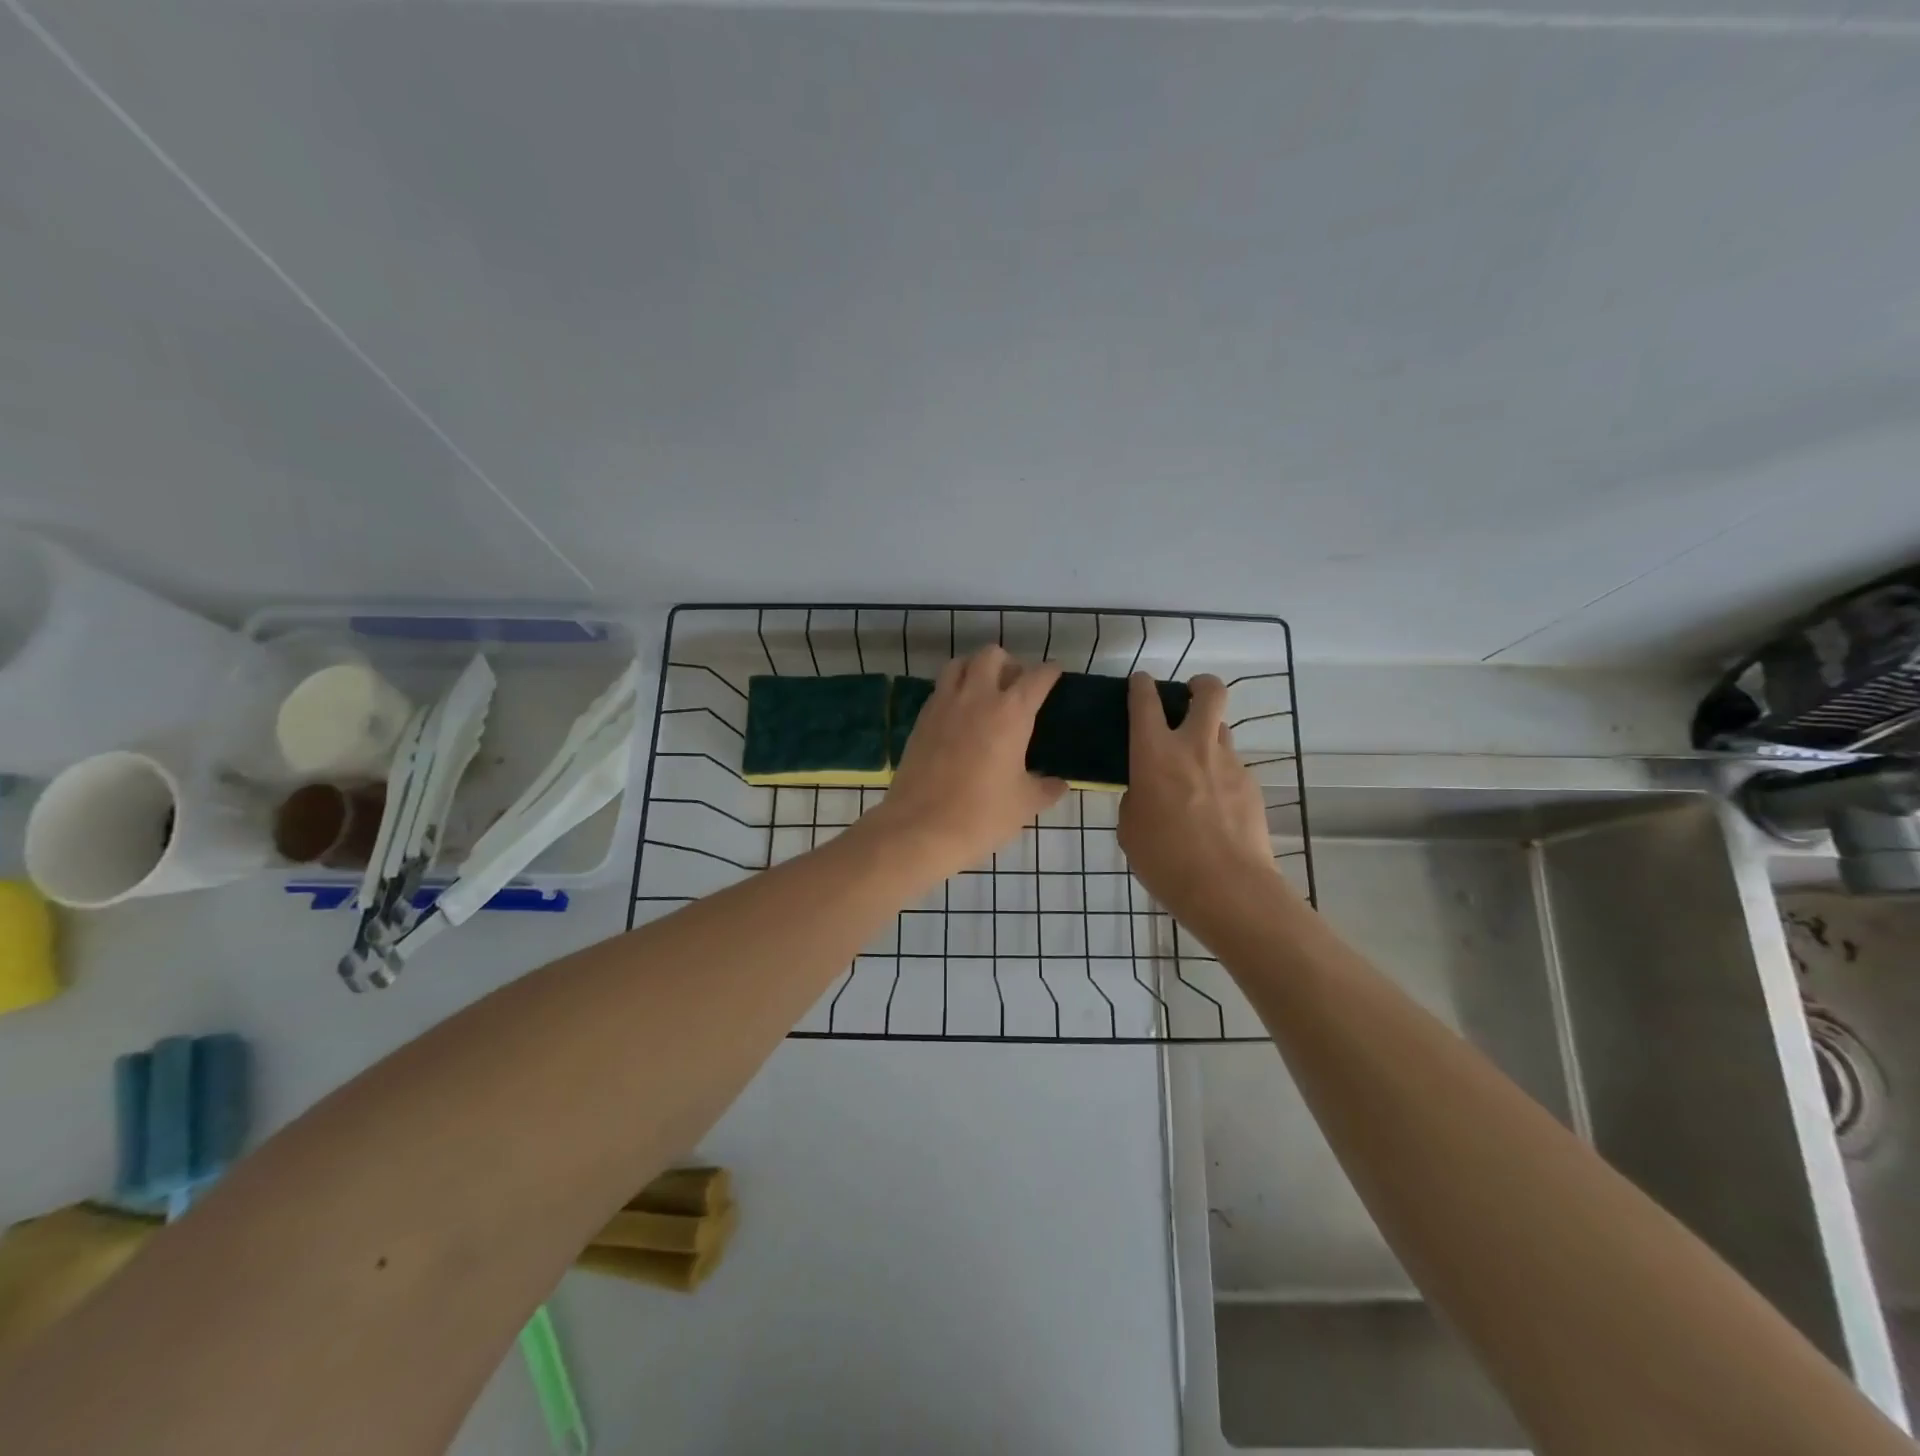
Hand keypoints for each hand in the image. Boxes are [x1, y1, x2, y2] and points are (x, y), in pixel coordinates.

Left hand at [866, 647, 1065, 879]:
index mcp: (1011, 712)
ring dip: (975, 669)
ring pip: (959, 664)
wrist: (920, 829)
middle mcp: (976, 697)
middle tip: (1016, 687)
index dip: (1050, 672)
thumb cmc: (981, 815)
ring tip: (984, 693)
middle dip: (1008, 663)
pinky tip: (960, 716)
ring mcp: (943, 705)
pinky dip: (953, 691)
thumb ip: (1045, 788)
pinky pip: (939, 689)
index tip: (1055, 675)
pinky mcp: (920, 720)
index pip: (1036, 676)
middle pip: (992, 655)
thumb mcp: (1024, 805)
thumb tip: (1059, 784)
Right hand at [1118, 673, 1275, 917]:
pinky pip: (1232, 767)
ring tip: (1197, 766)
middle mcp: (1194, 746)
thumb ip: (1137, 796)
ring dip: (1208, 736)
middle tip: (1188, 699)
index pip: (1145, 701)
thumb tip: (1148, 789)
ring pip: (1221, 730)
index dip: (1141, 685)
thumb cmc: (1164, 858)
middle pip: (1208, 692)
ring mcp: (1229, 763)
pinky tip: (1214, 807)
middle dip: (1199, 685)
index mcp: (1154, 753)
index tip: (1139, 683)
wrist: (1227, 887)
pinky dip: (1220, 775)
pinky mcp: (1252, 785)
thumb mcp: (1130, 827)